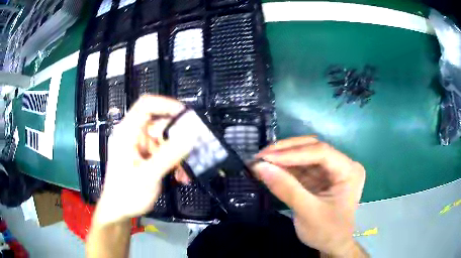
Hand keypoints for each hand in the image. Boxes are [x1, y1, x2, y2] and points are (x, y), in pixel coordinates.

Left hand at [94, 95, 194, 224]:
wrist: (119, 211)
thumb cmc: (126, 193)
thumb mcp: (148, 175)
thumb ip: (169, 155)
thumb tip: (191, 135)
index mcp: (128, 132)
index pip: (146, 105)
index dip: (167, 104)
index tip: (187, 116)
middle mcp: (134, 135)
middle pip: (160, 123)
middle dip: (178, 137)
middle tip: (195, 149)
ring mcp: (141, 146)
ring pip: (166, 140)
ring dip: (178, 154)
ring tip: (186, 173)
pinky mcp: (146, 156)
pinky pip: (165, 152)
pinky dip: (174, 162)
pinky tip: (180, 176)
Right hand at [252, 136, 365, 256]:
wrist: (332, 246)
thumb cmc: (327, 232)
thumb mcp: (307, 212)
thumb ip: (286, 188)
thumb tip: (260, 167)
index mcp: (349, 171)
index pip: (321, 152)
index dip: (292, 153)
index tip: (266, 158)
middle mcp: (342, 165)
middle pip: (313, 148)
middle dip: (286, 151)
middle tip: (261, 156)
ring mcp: (331, 170)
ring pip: (305, 155)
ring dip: (283, 157)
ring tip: (261, 161)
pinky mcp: (321, 177)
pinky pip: (301, 167)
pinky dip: (285, 167)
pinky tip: (270, 168)